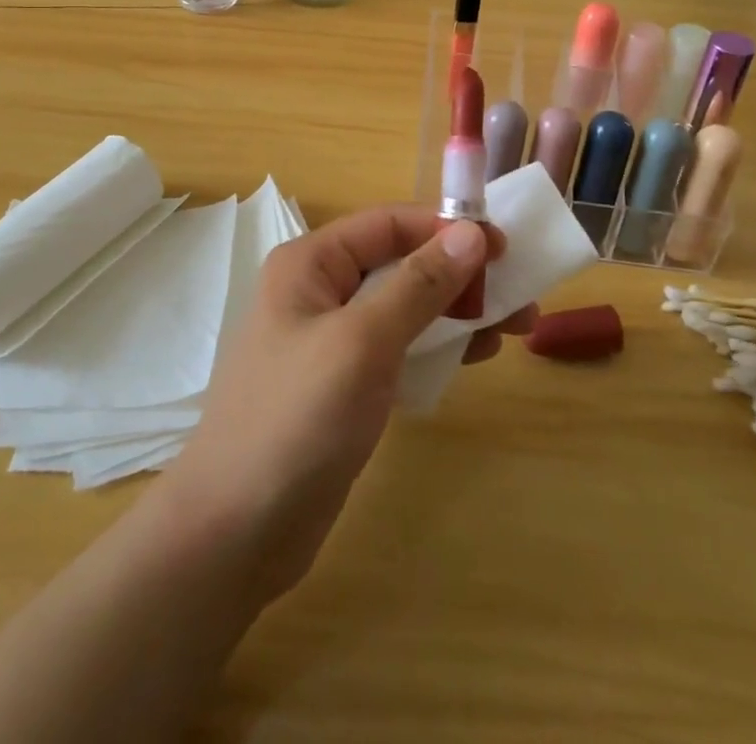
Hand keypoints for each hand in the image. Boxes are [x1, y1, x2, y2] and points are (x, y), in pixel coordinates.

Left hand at [162, 208, 530, 603]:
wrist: (237, 529)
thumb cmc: (298, 418)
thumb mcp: (364, 341)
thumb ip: (420, 285)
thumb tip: (470, 232)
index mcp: (311, 263)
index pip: (388, 224)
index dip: (446, 228)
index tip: (504, 248)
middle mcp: (318, 290)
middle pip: (400, 264)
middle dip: (459, 275)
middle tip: (518, 297)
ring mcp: (329, 339)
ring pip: (404, 307)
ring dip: (455, 312)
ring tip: (511, 330)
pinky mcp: (343, 383)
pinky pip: (398, 347)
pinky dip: (436, 346)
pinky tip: (473, 358)